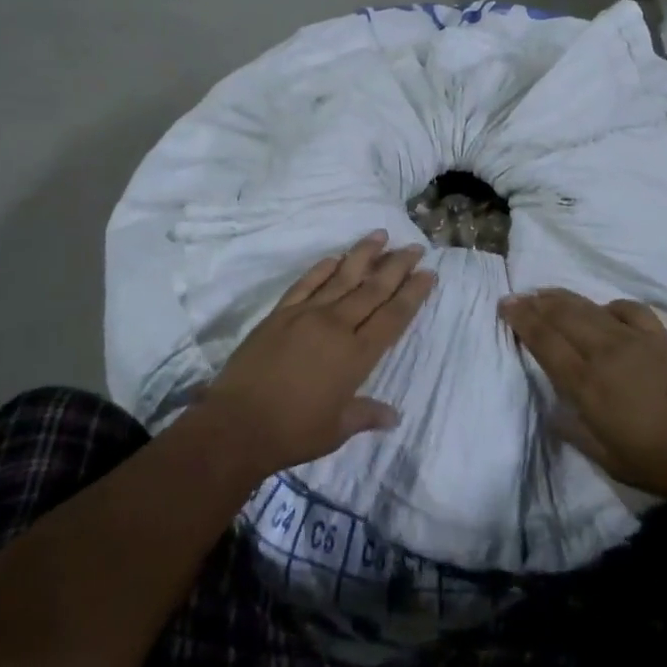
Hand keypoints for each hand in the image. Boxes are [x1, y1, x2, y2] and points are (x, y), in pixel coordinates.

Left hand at [198, 232, 435, 478]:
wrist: (238, 423)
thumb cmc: (293, 432)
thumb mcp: (337, 430)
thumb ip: (366, 416)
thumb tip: (394, 416)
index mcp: (356, 355)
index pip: (393, 317)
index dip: (413, 294)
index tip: (428, 273)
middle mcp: (336, 326)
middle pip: (373, 289)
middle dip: (396, 266)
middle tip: (414, 247)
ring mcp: (306, 314)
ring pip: (342, 277)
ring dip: (363, 255)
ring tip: (380, 235)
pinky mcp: (281, 313)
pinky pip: (306, 283)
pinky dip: (322, 267)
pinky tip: (335, 257)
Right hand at [499, 289, 666, 500]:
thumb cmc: (654, 461)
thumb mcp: (605, 456)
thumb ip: (574, 430)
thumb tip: (553, 411)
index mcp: (586, 383)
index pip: (545, 341)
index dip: (522, 320)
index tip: (506, 305)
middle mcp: (604, 352)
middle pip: (562, 316)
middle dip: (535, 303)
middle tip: (518, 296)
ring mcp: (634, 340)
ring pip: (590, 308)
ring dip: (563, 298)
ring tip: (547, 294)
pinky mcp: (661, 337)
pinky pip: (629, 310)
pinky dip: (610, 306)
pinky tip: (603, 309)